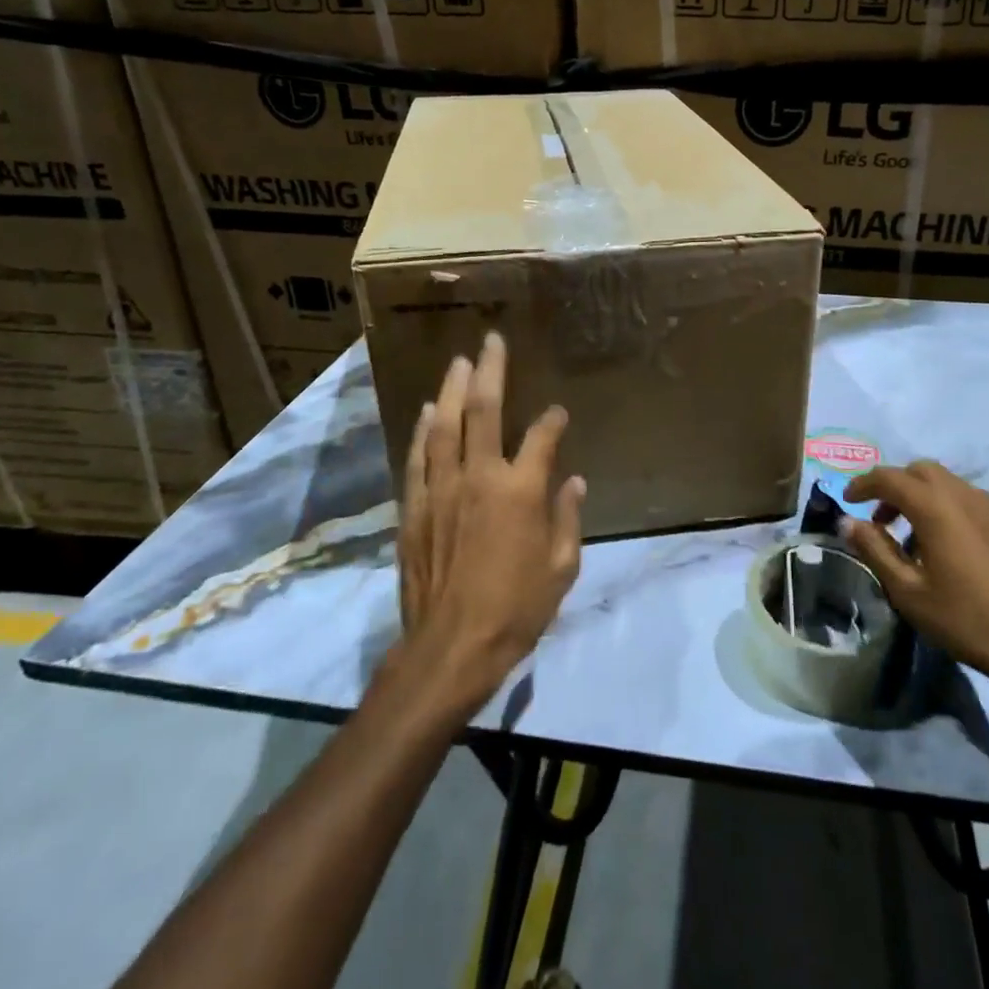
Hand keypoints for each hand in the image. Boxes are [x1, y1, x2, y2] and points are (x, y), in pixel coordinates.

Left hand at [395, 333, 585, 707]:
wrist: (451, 647)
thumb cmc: (517, 610)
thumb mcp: (561, 568)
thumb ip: (567, 518)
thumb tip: (573, 481)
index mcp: (521, 491)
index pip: (541, 437)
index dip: (552, 420)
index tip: (558, 413)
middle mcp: (479, 477)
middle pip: (484, 411)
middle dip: (490, 372)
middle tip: (491, 341)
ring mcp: (441, 489)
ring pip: (445, 426)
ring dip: (452, 390)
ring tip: (459, 363)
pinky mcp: (415, 508)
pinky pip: (418, 459)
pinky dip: (423, 431)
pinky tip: (428, 412)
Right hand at [838, 461, 988, 756]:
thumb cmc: (966, 619)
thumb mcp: (908, 591)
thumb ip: (875, 550)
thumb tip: (848, 522)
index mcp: (935, 506)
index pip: (889, 477)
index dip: (863, 484)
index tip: (848, 501)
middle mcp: (965, 496)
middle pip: (921, 471)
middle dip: (895, 486)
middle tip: (879, 519)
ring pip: (949, 484)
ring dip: (922, 498)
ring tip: (911, 538)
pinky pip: (971, 504)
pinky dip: (949, 511)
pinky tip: (950, 549)